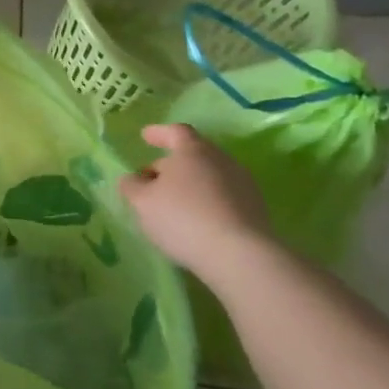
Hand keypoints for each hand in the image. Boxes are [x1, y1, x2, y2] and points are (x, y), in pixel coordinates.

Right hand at [119, 124, 275, 284]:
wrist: (241, 256)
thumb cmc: (183, 218)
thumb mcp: (142, 202)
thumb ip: (132, 186)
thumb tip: (133, 179)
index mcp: (193, 151)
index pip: (176, 132)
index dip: (159, 133)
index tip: (145, 136)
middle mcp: (222, 160)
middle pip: (193, 155)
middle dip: (171, 164)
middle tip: (152, 180)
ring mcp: (243, 185)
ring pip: (209, 177)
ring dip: (190, 185)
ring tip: (173, 205)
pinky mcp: (256, 210)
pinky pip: (223, 198)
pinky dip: (207, 203)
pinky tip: (196, 222)